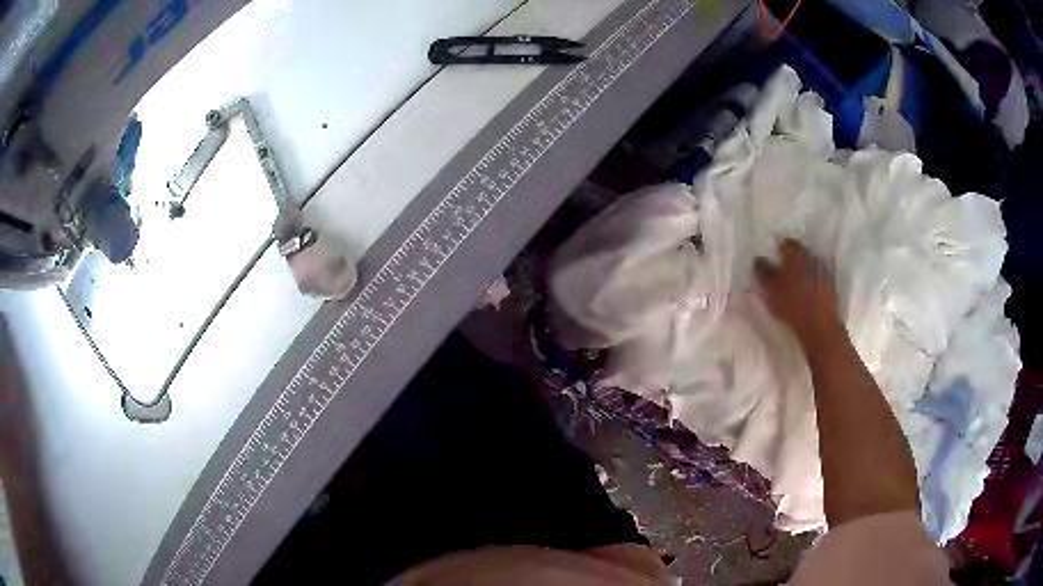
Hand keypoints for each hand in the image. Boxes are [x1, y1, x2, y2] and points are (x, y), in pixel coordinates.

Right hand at [754, 239, 841, 345]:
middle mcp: (810, 257)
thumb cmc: (792, 307)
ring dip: (803, 265)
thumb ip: (763, 274)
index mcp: (794, 257)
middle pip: (800, 250)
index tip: (775, 253)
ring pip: (810, 260)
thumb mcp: (771, 292)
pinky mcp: (831, 282)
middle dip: (792, 254)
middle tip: (784, 265)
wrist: (820, 324)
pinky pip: (820, 272)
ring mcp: (822, 269)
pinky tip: (809, 286)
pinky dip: (813, 275)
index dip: (779, 246)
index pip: (786, 243)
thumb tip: (757, 259)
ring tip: (797, 277)